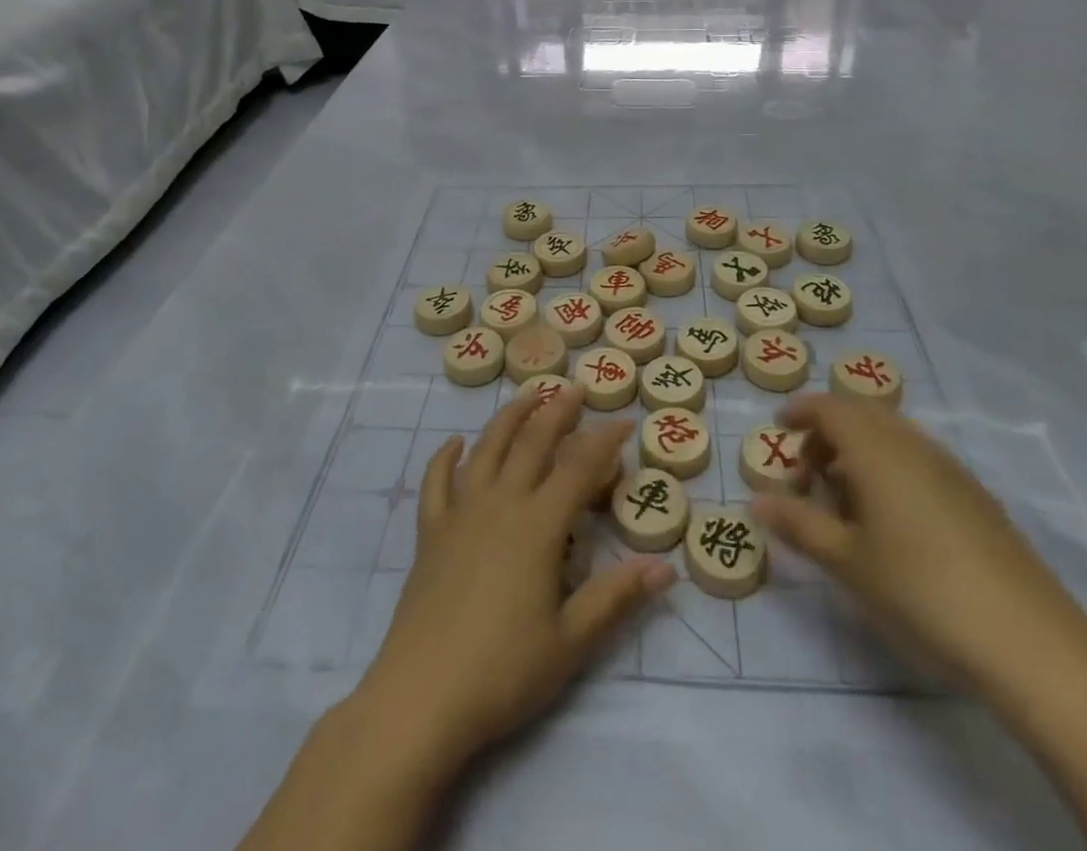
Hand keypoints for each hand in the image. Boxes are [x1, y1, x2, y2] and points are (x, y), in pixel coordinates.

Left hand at [349, 388, 675, 780]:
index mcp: (539, 526)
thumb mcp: (571, 642)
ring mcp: (460, 514)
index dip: (603, 441)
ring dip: (509, 417)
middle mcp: (501, 504)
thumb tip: (666, 568)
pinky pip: (437, 482)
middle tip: (575, 388)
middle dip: (557, 411)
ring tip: (527, 395)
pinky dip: (445, 457)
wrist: (420, 697)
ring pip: (487, 448)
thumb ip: (617, 597)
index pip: (579, 468)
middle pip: (532, 442)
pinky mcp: (430, 532)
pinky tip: (454, 444)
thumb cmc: (503, 671)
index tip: (623, 423)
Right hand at [750, 395, 1086, 692]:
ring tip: (844, 501)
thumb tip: (755, 502)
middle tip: (806, 473)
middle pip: (862, 414)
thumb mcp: (847, 561)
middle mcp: (913, 444)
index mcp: (877, 449)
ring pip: (892, 436)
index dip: (801, 411)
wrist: (1028, 640)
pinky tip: (890, 520)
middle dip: (827, 433)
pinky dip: (889, 468)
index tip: (778, 427)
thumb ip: (798, 524)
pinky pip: (917, 459)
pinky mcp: (974, 495)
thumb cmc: (920, 590)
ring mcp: (950, 467)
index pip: (830, 407)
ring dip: (859, 452)